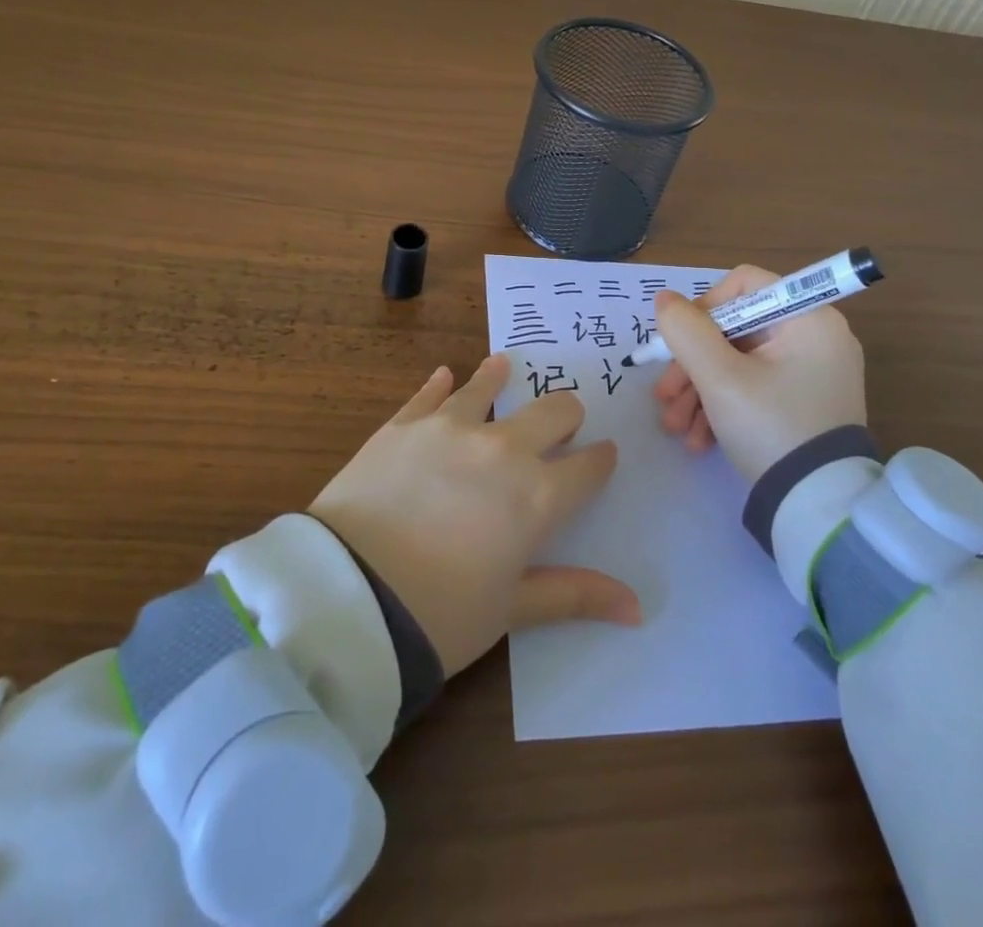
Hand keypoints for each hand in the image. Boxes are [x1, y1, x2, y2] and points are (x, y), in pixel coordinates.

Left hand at [309, 354, 640, 677]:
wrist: (346, 598)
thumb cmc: (439, 615)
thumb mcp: (511, 610)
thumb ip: (573, 596)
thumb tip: (636, 608)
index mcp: (537, 496)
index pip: (588, 467)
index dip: (600, 461)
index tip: (603, 457)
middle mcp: (503, 449)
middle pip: (554, 411)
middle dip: (566, 416)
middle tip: (562, 424)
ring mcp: (451, 428)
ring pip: (489, 385)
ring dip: (501, 377)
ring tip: (505, 366)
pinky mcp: (404, 424)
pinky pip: (430, 393)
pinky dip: (442, 383)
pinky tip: (445, 374)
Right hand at [652, 265, 868, 482]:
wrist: (818, 509)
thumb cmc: (771, 428)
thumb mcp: (719, 379)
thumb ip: (686, 332)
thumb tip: (664, 299)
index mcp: (809, 318)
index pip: (745, 284)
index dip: (704, 308)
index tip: (679, 343)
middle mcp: (816, 337)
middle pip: (736, 328)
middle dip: (693, 363)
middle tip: (665, 395)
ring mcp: (812, 371)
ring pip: (739, 361)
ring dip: (700, 389)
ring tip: (675, 425)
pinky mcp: (804, 401)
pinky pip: (755, 386)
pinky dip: (723, 405)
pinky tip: (698, 438)